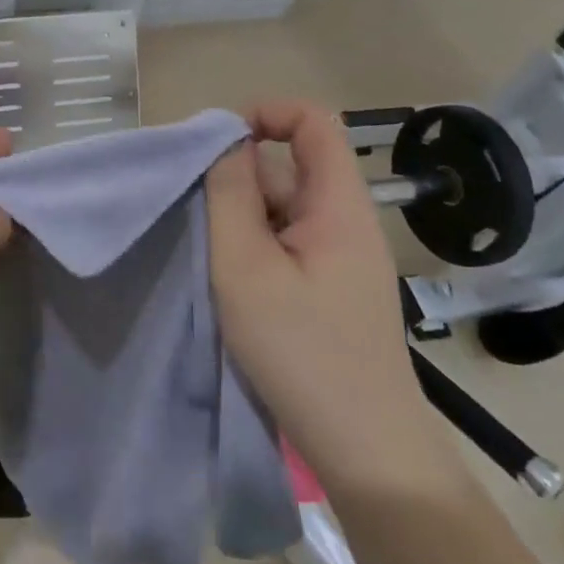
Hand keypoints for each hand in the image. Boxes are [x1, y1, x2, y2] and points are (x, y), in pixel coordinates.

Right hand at [208, 101, 454, 494]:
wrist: (365, 450)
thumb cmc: (302, 351)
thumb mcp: (246, 267)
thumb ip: (230, 195)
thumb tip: (226, 142)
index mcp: (338, 205)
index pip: (314, 122)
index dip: (268, 114)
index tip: (219, 144)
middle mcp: (347, 221)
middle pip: (292, 168)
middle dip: (240, 179)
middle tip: (198, 217)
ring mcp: (343, 258)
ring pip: (285, 209)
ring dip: (244, 219)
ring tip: (212, 259)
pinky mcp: (334, 288)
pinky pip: (290, 243)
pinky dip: (257, 248)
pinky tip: (234, 284)